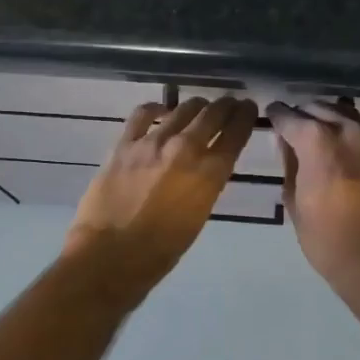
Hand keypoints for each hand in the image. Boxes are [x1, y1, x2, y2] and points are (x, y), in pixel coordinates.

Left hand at [63, 96, 258, 295]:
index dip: (245, 116)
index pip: (236, 134)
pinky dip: (156, 108)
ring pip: (182, 109)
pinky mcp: (124, 145)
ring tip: (200, 105)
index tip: (249, 108)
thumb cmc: (160, 251)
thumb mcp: (198, 217)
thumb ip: (205, 186)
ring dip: (196, 105)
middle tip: (230, 102)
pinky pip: (142, 115)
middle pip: (212, 115)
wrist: (110, 256)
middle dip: (225, 106)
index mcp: (210, 174)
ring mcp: (152, 143)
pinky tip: (161, 110)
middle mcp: (186, 150)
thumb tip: (205, 168)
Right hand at [266, 100, 359, 305]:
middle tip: (294, 124)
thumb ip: (290, 165)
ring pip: (348, 116)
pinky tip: (345, 153)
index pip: (290, 117)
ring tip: (319, 131)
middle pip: (321, 109)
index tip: (271, 114)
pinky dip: (351, 137)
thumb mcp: (294, 202)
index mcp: (317, 141)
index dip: (277, 115)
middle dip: (304, 113)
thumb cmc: (326, 237)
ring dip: (330, 118)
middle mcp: (347, 133)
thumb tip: (287, 144)